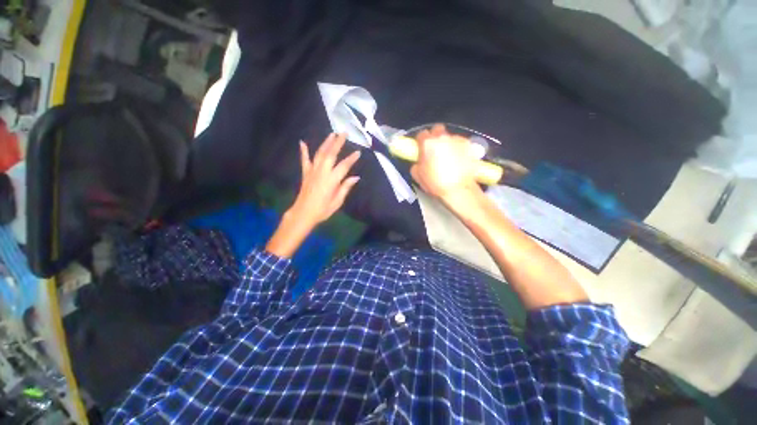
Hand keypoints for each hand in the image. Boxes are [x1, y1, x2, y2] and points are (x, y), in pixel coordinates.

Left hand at [266, 133, 359, 257]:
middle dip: (338, 142)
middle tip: (344, 133)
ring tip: (332, 134)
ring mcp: (312, 171)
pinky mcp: (305, 173)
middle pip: (331, 154)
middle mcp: (322, 172)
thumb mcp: (337, 201)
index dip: (352, 158)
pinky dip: (304, 151)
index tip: (358, 152)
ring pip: (320, 153)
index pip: (344, 165)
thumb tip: (355, 177)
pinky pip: (304, 160)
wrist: (303, 213)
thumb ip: (346, 187)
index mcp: (332, 180)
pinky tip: (302, 142)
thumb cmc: (323, 209)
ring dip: (326, 143)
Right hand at [410, 124, 481, 202]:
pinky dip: (458, 149)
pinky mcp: (469, 146)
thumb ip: (416, 163)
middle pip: (437, 129)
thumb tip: (420, 161)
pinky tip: (458, 160)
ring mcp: (457, 140)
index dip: (421, 141)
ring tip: (449, 158)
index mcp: (427, 143)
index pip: (421, 134)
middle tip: (434, 150)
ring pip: (450, 137)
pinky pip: (460, 144)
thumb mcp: (417, 176)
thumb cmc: (435, 183)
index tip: (421, 149)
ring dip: (447, 144)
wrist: (458, 190)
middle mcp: (442, 137)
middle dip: (435, 137)